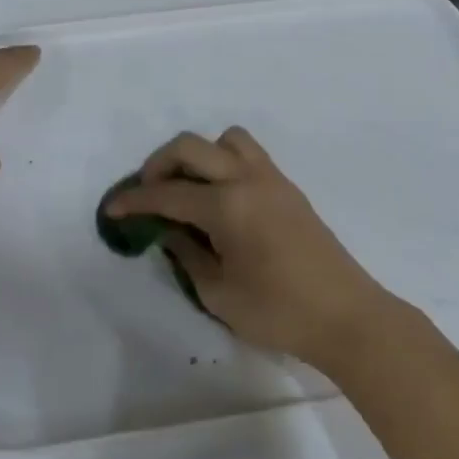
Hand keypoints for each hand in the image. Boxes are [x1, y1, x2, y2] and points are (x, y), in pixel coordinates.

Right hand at [104, 127, 402, 374]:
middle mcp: (247, 180)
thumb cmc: (278, 312)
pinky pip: (248, 155)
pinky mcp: (288, 189)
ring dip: (199, 156)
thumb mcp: (218, 293)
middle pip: (191, 147)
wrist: (347, 317)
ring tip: (189, 189)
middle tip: (148, 194)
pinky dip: (224, 163)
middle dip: (159, 164)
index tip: (112, 208)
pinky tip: (220, 199)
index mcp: (227, 206)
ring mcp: (272, 179)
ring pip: (226, 140)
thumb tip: (169, 230)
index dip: (134, 200)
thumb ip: (187, 254)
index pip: (167, 193)